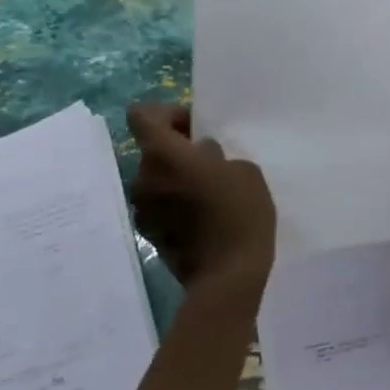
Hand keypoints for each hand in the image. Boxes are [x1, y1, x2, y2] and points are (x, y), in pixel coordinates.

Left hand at [126, 103, 274, 292]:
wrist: (227, 274)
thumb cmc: (240, 214)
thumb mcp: (246, 172)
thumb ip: (218, 157)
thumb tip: (202, 158)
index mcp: (164, 156)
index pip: (142, 116)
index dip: (167, 114)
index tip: (195, 128)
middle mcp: (144, 178)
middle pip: (153, 151)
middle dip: (179, 152)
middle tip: (212, 165)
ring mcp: (143, 209)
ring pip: (157, 180)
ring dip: (177, 180)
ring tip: (209, 195)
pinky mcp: (149, 233)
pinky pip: (160, 206)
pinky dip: (176, 205)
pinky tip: (203, 219)